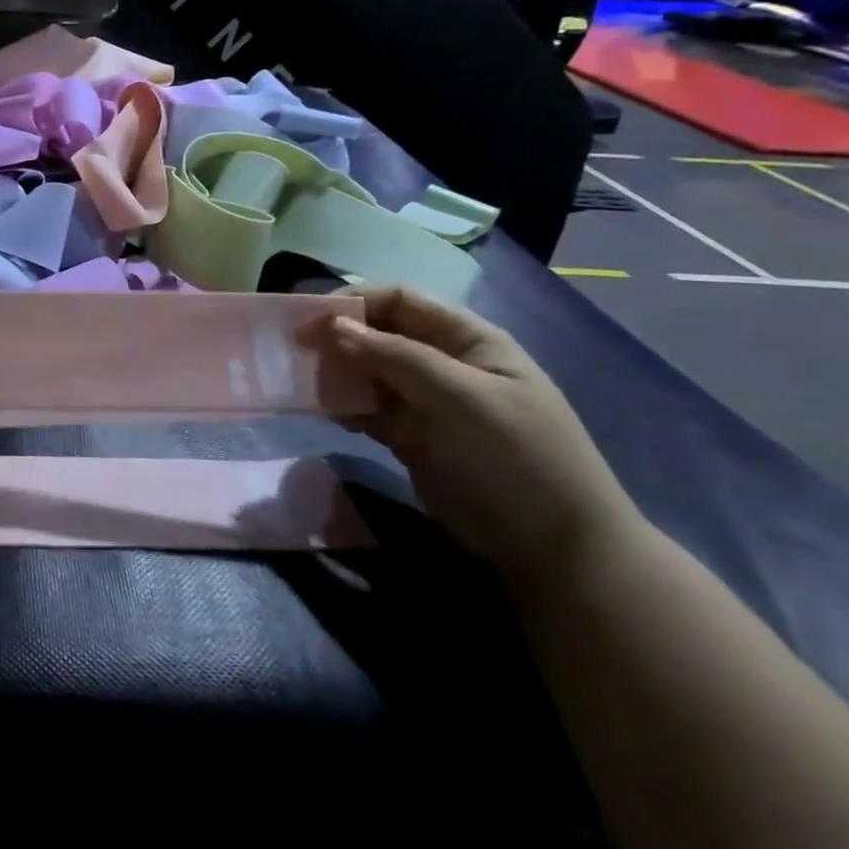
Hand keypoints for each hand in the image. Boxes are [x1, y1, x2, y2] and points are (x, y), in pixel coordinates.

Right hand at [298, 287, 643, 587]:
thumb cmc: (515, 457)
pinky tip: (326, 414)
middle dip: (337, 337)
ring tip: (304, 385)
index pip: (400, 300)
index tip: (309, 319)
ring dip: (335, 373)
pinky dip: (343, 407)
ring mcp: (426, 402)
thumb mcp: (461, 397)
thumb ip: (395, 356)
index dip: (354, 301)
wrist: (554, 548)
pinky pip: (366, 409)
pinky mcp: (410, 437)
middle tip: (294, 352)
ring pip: (366, 372)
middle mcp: (443, 364)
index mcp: (467, 341)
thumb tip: (331, 325)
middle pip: (378, 334)